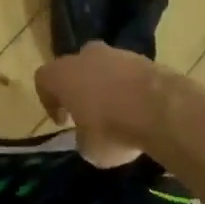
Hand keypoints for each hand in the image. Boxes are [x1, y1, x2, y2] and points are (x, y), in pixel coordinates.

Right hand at [34, 43, 159, 167]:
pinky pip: (128, 73)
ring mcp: (116, 53)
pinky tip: (140, 109)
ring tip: (119, 113)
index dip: (49, 101)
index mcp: (62, 74)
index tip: (63, 121)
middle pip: (74, 68)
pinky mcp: (144, 58)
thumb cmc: (112, 129)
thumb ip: (83, 138)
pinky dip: (130, 87)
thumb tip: (89, 136)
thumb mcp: (89, 149)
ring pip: (103, 67)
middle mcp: (85, 57)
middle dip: (79, 88)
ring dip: (106, 86)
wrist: (161, 109)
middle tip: (88, 113)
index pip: (43, 80)